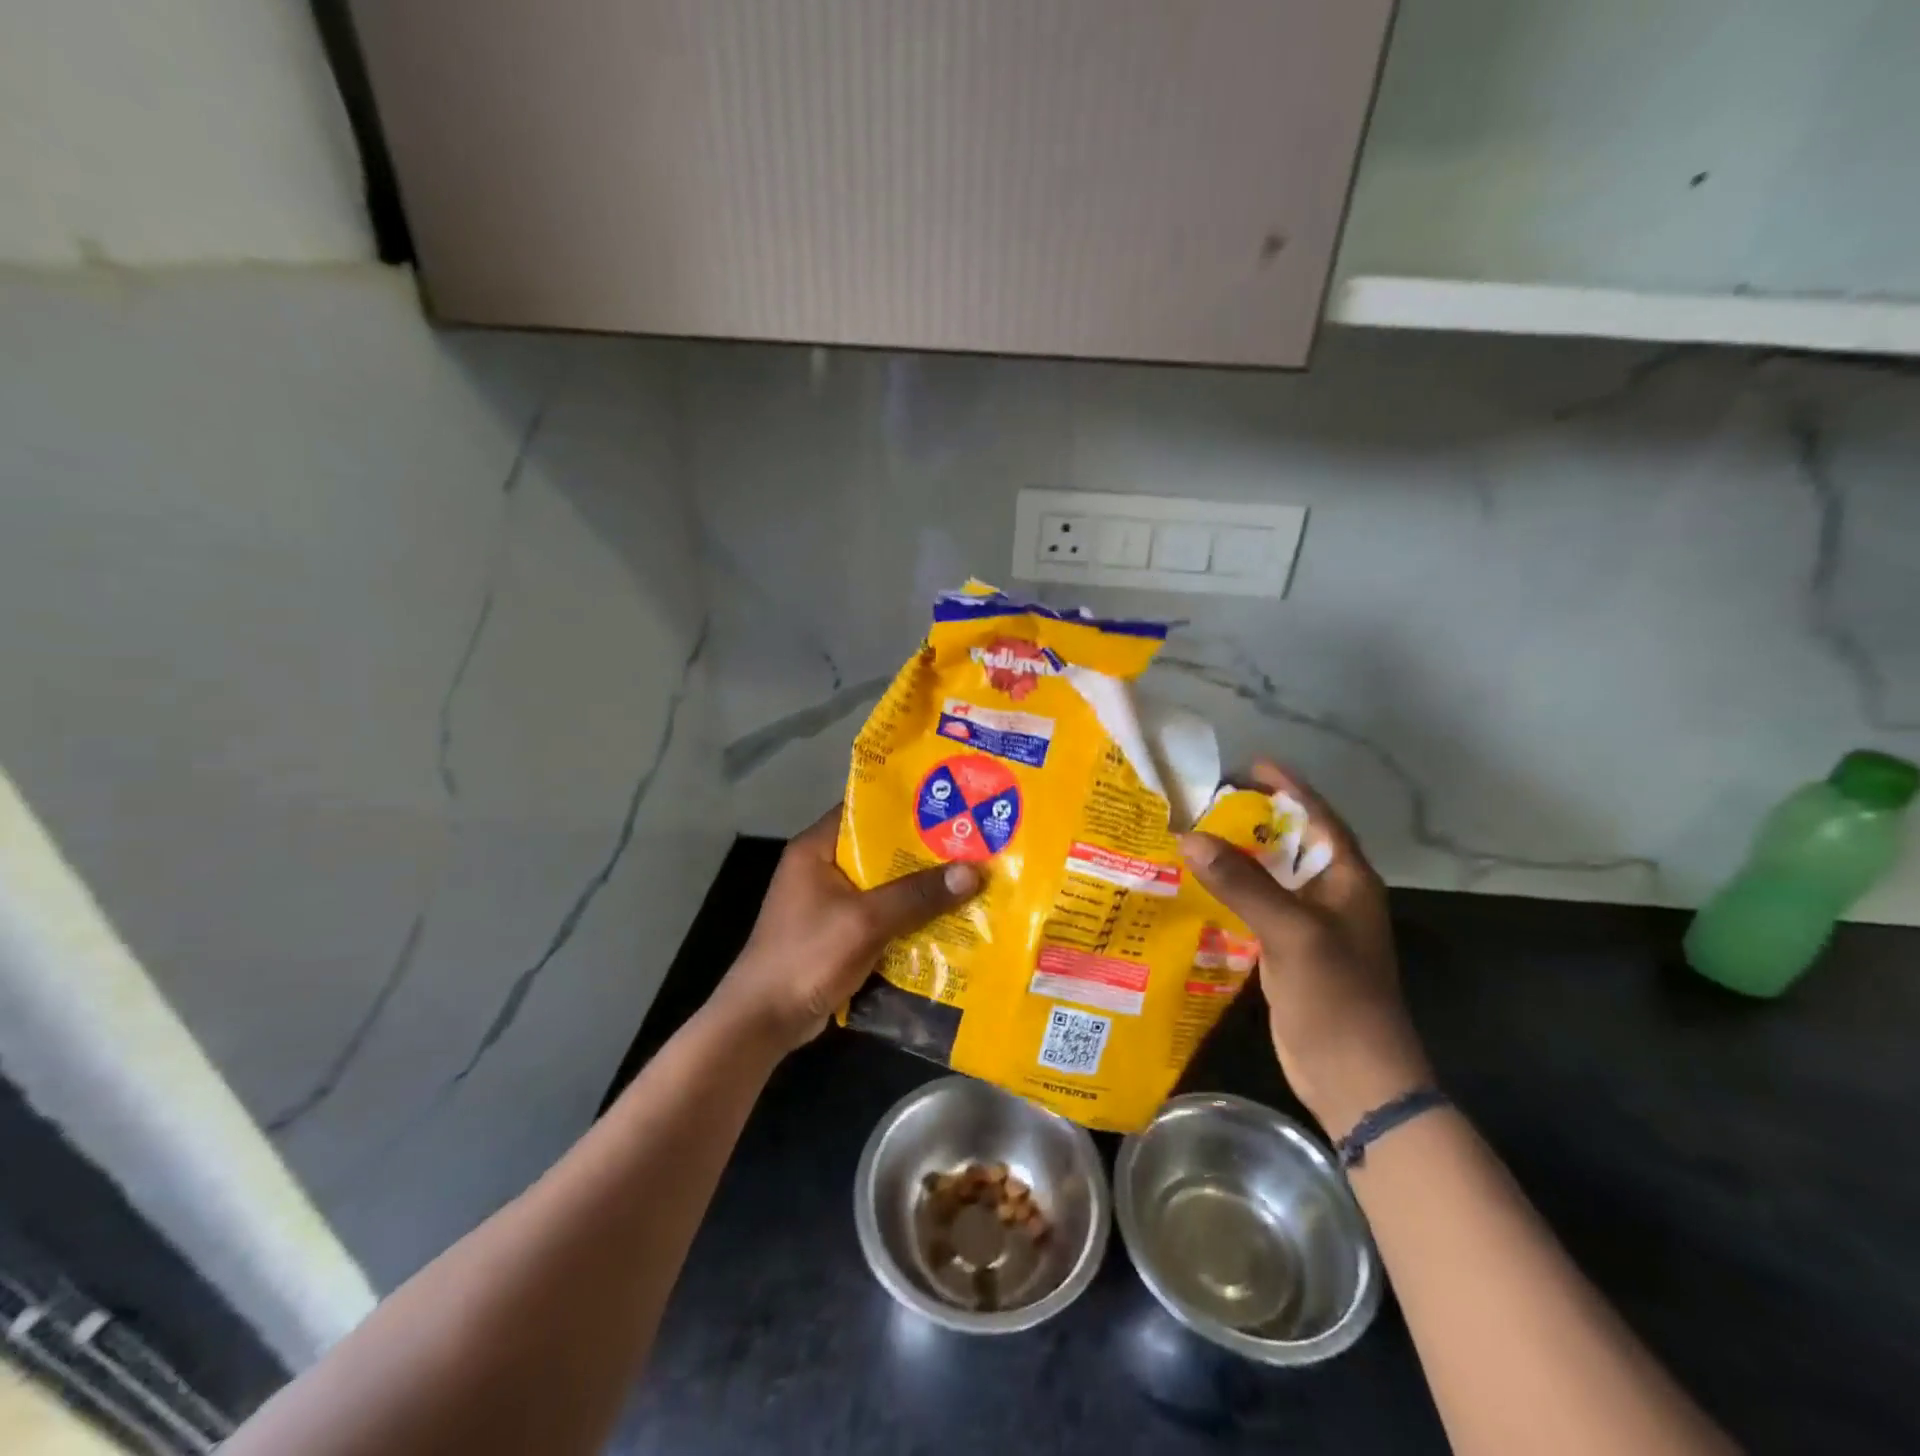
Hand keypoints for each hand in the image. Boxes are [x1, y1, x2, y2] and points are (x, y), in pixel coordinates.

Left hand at [711, 805, 982, 1054]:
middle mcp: (823, 867)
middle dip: (924, 850)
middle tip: (973, 844)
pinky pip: (882, 915)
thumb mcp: (865, 921)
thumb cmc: (806, 956)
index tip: (952, 804)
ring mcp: (830, 903)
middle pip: (881, 849)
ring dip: (920, 887)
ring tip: (971, 877)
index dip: (907, 805)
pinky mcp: (839, 933)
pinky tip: (948, 919)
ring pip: (885, 884)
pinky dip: (909, 917)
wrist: (763, 1021)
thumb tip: (973, 871)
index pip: (865, 809)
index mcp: (817, 848)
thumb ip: (917, 895)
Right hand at [1178, 761, 1430, 1139]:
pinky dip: (1230, 893)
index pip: (1318, 818)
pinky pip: (1257, 908)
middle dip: (1252, 819)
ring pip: (1270, 877)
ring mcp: (1310, 926)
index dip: (1288, 788)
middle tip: (1205, 800)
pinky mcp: (1289, 951)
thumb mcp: (1291, 933)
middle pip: (1290, 843)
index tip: (1250, 764)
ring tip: (1192, 835)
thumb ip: (1243, 883)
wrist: (1354, 1078)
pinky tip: (1196, 888)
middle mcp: (1332, 895)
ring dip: (1237, 857)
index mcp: (1348, 880)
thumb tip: (1189, 837)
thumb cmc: (1336, 998)